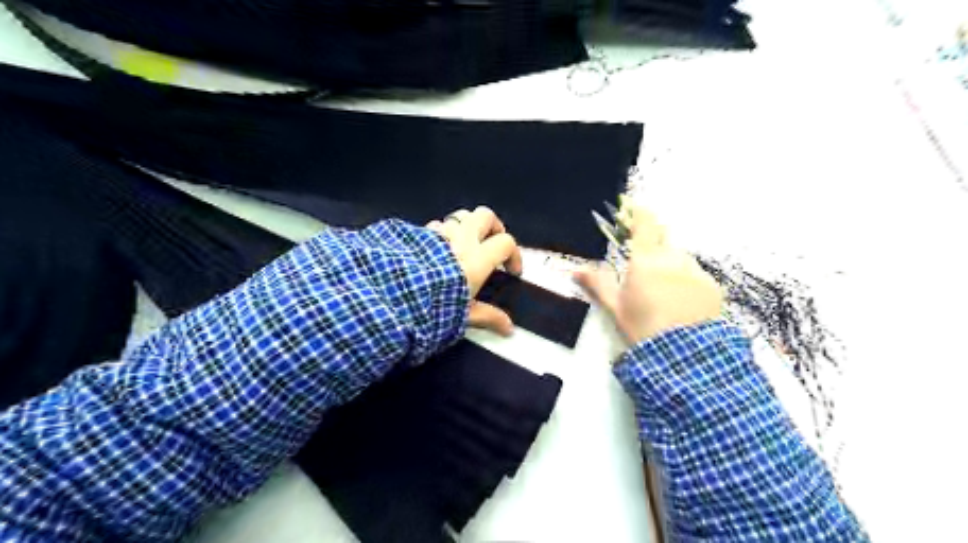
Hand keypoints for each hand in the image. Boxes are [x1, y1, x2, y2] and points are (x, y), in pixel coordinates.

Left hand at [429, 206, 521, 334]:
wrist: (395, 294)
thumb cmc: (436, 305)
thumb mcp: (466, 315)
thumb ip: (489, 317)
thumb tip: (509, 328)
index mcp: (478, 257)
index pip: (506, 242)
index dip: (514, 255)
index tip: (511, 272)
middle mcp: (462, 239)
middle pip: (486, 215)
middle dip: (494, 227)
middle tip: (493, 245)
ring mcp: (440, 233)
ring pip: (461, 215)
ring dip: (469, 225)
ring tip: (467, 244)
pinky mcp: (420, 234)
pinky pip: (438, 224)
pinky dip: (445, 232)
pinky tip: (439, 249)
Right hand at [570, 203, 720, 343]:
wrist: (684, 355)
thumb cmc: (642, 327)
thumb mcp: (615, 307)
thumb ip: (597, 284)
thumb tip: (576, 270)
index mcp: (645, 260)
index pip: (644, 224)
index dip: (638, 213)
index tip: (633, 209)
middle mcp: (673, 258)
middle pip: (663, 243)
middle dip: (653, 251)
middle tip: (644, 273)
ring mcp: (695, 271)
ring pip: (680, 259)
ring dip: (671, 267)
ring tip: (664, 294)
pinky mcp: (712, 286)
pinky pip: (696, 276)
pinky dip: (687, 282)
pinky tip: (682, 304)